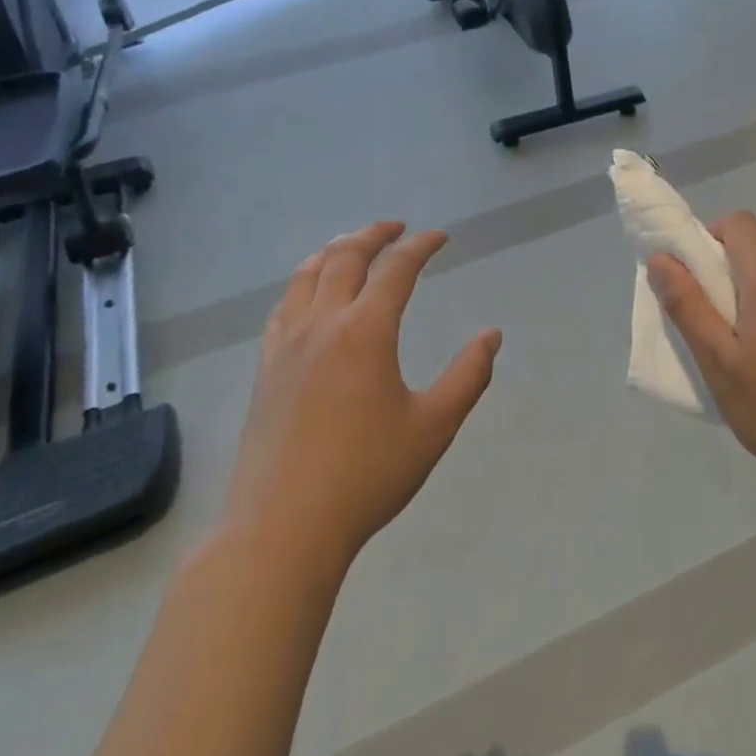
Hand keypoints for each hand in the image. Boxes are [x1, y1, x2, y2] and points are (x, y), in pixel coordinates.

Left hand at [225, 221, 502, 566]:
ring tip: (353, 244)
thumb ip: (468, 376)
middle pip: (345, 257)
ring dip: (334, 250)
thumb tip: (491, 335)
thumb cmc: (367, 475)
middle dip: (374, 234)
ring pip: (306, 275)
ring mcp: (286, 345)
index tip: (440, 237)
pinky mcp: (265, 369)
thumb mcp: (434, 426)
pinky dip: (303, 283)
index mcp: (365, 332)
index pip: (396, 269)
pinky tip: (310, 295)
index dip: (421, 246)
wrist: (283, 527)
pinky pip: (283, 307)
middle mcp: (322, 325)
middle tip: (398, 228)